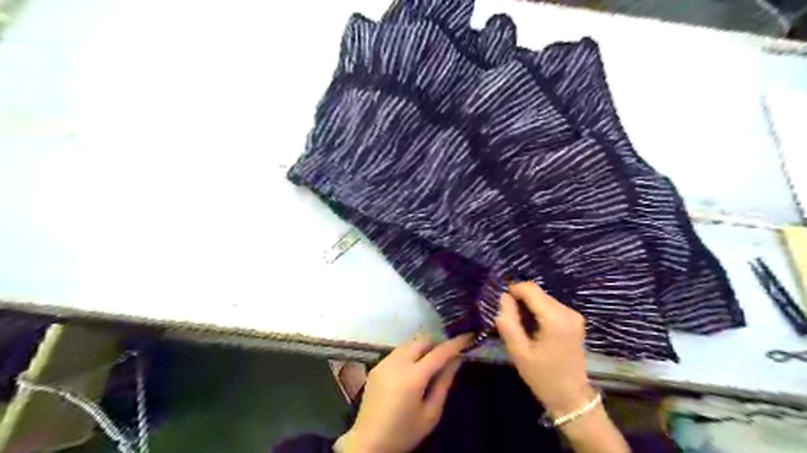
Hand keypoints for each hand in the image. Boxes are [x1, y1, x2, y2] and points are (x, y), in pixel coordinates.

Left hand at [334, 333, 473, 452]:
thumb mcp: (430, 414)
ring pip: (409, 342)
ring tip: (432, 360)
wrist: (368, 442)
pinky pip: (398, 351)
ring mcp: (385, 362)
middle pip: (422, 340)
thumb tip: (456, 360)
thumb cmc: (403, 432)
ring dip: (423, 346)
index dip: (455, 343)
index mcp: (413, 377)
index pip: (439, 352)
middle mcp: (398, 362)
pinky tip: (413, 367)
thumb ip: (444, 384)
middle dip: (438, 342)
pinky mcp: (377, 366)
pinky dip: (410, 352)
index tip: (468, 336)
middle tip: (449, 352)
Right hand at [495, 283, 594, 417]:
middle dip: (520, 299)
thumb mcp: (519, 352)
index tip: (501, 303)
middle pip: (538, 293)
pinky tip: (533, 327)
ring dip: (529, 305)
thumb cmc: (542, 377)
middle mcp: (567, 312)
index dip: (513, 290)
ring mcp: (574, 315)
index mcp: (555, 319)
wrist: (571, 398)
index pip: (530, 289)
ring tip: (520, 325)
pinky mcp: (575, 320)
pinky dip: (538, 311)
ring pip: (544, 298)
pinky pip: (551, 306)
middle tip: (508, 318)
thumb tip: (504, 298)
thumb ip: (509, 323)